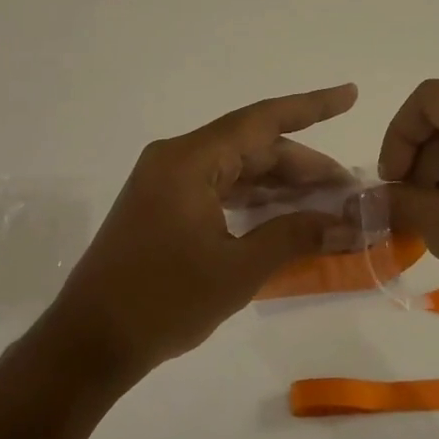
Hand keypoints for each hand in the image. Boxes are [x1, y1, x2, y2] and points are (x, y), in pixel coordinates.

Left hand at [38, 84, 358, 385]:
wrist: (88, 343)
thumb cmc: (162, 303)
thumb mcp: (237, 270)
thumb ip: (294, 237)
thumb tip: (346, 224)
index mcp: (188, 161)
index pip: (261, 121)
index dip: (310, 107)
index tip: (350, 95)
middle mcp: (175, 159)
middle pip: (251, 147)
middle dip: (302, 165)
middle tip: (348, 188)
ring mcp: (165, 182)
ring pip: (236, 168)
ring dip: (279, 184)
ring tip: (326, 203)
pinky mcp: (162, 206)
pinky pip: (218, 188)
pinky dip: (253, 199)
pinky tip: (284, 215)